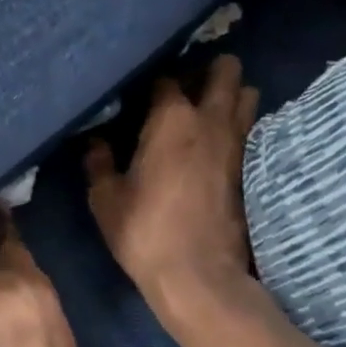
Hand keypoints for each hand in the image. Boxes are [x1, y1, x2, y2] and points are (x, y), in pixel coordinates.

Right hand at [86, 54, 259, 321]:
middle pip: (226, 71)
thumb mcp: (106, 200)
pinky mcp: (250, 168)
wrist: (198, 275)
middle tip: (187, 90)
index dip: (153, 83)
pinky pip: (250, 129)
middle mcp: (211, 120)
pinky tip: (218, 144)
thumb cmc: (144, 232)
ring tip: (207, 111)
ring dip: (231, 95)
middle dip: (210, 71)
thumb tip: (94, 143)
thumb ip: (99, 164)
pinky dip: (238, 126)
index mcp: (172, 118)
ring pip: (247, 95)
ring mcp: (237, 143)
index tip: (141, 96)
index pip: (167, 78)